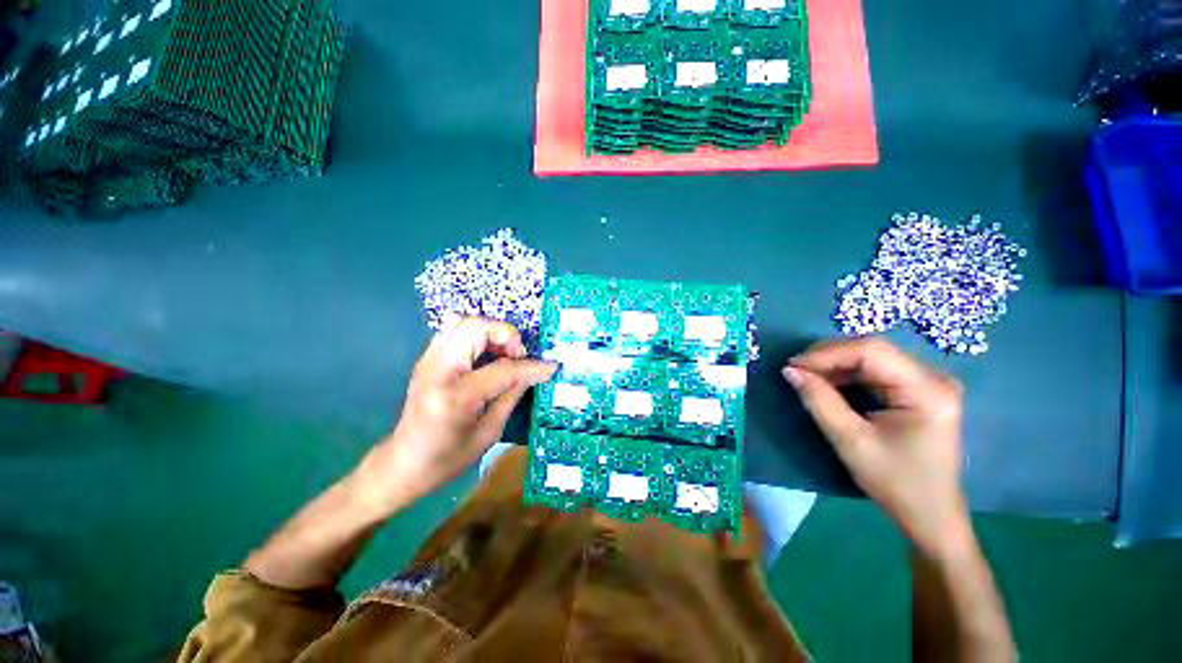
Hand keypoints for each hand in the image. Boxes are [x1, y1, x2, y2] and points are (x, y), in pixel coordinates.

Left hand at [351, 318, 555, 516]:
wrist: (402, 464)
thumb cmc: (447, 459)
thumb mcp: (489, 433)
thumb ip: (512, 395)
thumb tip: (534, 372)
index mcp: (455, 396)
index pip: (502, 368)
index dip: (531, 366)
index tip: (551, 366)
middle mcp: (437, 369)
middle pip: (474, 327)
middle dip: (505, 334)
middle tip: (518, 355)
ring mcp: (427, 360)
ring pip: (462, 321)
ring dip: (491, 332)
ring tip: (504, 353)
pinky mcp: (427, 359)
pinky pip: (455, 331)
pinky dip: (477, 335)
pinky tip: (487, 356)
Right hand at [784, 337, 969, 557]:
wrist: (930, 514)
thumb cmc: (895, 483)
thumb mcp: (851, 442)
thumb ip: (819, 401)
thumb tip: (790, 371)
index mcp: (927, 391)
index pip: (872, 351)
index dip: (828, 353)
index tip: (793, 366)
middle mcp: (933, 378)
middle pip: (873, 350)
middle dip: (829, 357)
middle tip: (796, 370)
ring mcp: (928, 383)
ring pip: (872, 357)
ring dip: (835, 364)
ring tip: (807, 376)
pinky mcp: (918, 390)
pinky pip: (876, 370)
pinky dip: (847, 374)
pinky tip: (829, 384)